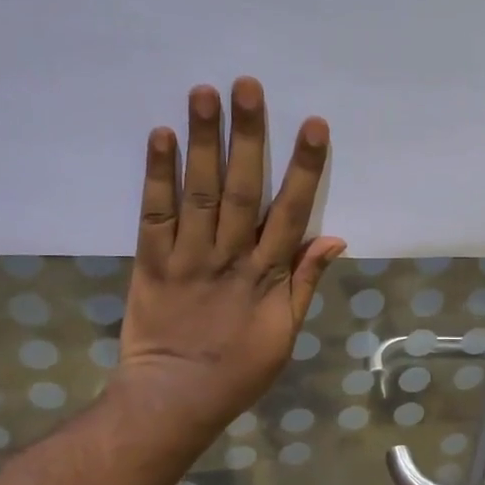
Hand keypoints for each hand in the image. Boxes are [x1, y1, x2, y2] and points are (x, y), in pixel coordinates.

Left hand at [113, 78, 345, 439]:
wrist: (174, 399)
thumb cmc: (238, 371)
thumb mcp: (286, 335)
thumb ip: (306, 283)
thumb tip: (334, 237)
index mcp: (266, 276)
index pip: (290, 212)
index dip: (303, 168)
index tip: (312, 125)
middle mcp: (228, 258)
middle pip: (240, 189)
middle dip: (247, 136)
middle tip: (247, 85)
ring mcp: (187, 258)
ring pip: (197, 192)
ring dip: (202, 141)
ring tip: (204, 93)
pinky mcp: (150, 263)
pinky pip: (154, 214)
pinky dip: (157, 175)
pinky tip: (161, 136)